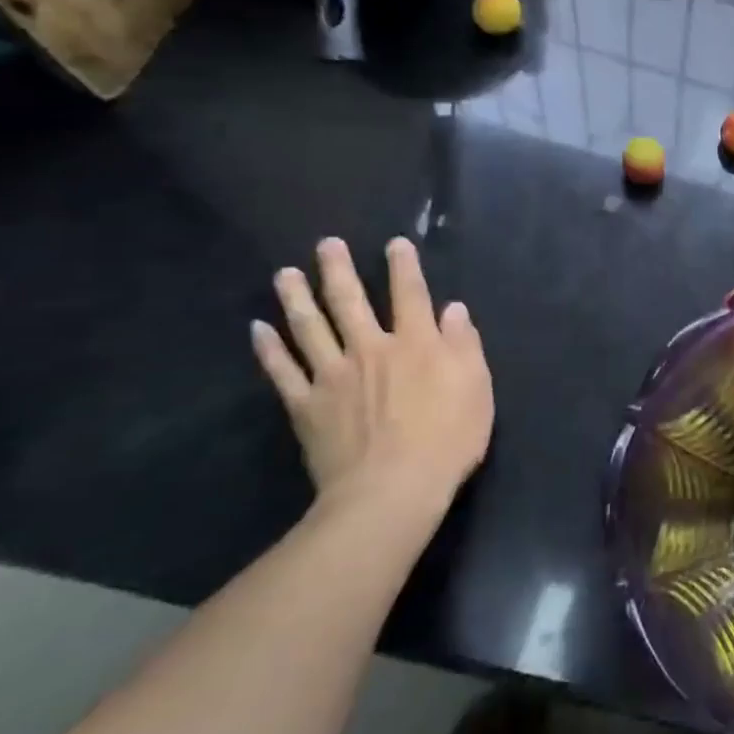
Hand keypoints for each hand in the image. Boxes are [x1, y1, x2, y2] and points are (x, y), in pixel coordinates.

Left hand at [252, 237, 493, 516]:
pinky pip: (283, 371)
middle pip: (351, 302)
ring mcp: (333, 376)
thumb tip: (453, 309)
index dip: (404, 267)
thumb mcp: (476, 388)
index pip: (411, 295)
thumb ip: (464, 345)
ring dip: (297, 298)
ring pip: (311, 328)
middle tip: (326, 245)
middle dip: (340, 270)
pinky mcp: (306, 406)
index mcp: (417, 344)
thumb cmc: (448, 438)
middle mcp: (372, 349)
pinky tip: (258, 329)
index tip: (395, 244)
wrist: (393, 489)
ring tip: (286, 274)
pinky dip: (269, 349)